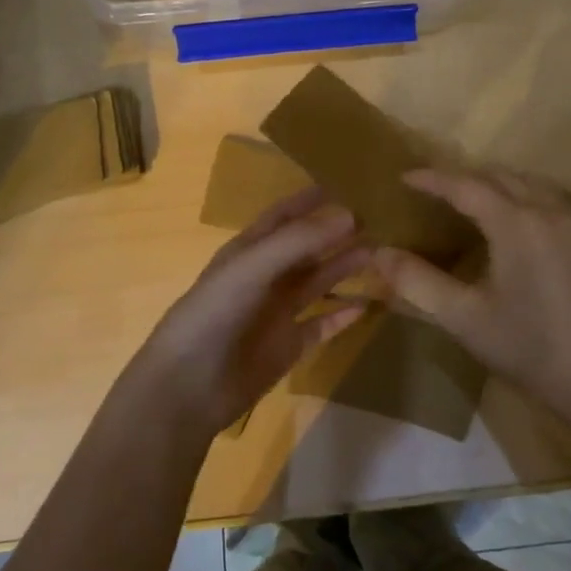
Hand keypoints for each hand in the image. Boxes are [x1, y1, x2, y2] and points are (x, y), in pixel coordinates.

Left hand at [125, 187, 369, 437]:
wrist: (189, 387)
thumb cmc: (214, 315)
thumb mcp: (252, 267)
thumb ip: (299, 241)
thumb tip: (350, 213)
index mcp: (248, 251)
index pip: (283, 216)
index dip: (311, 200)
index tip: (349, 183)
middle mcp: (264, 277)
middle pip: (307, 248)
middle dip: (338, 232)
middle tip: (380, 219)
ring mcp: (277, 313)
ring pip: (318, 282)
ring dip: (346, 267)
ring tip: (382, 252)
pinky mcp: (288, 346)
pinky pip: (322, 324)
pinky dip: (343, 315)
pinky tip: (369, 305)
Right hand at [373, 167, 570, 416]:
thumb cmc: (527, 347)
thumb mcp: (463, 318)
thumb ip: (417, 281)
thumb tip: (378, 253)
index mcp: (517, 224)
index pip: (466, 186)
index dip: (433, 179)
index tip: (405, 177)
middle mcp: (550, 212)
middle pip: (500, 176)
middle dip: (464, 177)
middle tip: (433, 189)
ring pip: (530, 184)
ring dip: (496, 184)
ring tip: (470, 201)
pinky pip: (551, 202)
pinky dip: (524, 198)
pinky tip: (514, 225)